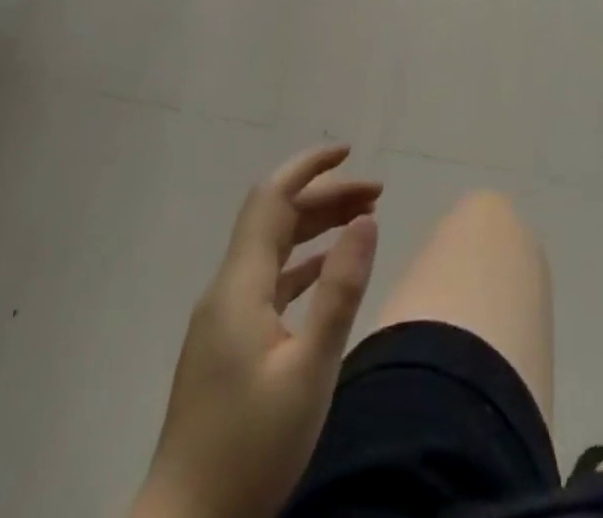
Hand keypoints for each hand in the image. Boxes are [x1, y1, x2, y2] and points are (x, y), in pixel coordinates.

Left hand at [132, 145, 380, 517]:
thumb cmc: (250, 450)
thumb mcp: (310, 370)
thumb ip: (339, 290)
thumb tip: (366, 220)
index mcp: (239, 287)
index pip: (271, 199)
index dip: (309, 167)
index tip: (349, 151)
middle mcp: (227, 291)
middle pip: (276, 219)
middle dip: (326, 196)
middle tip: (378, 195)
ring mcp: (224, 319)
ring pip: (274, 248)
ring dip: (317, 226)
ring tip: (365, 220)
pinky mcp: (228, 345)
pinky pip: (270, 280)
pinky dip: (304, 262)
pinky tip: (329, 269)